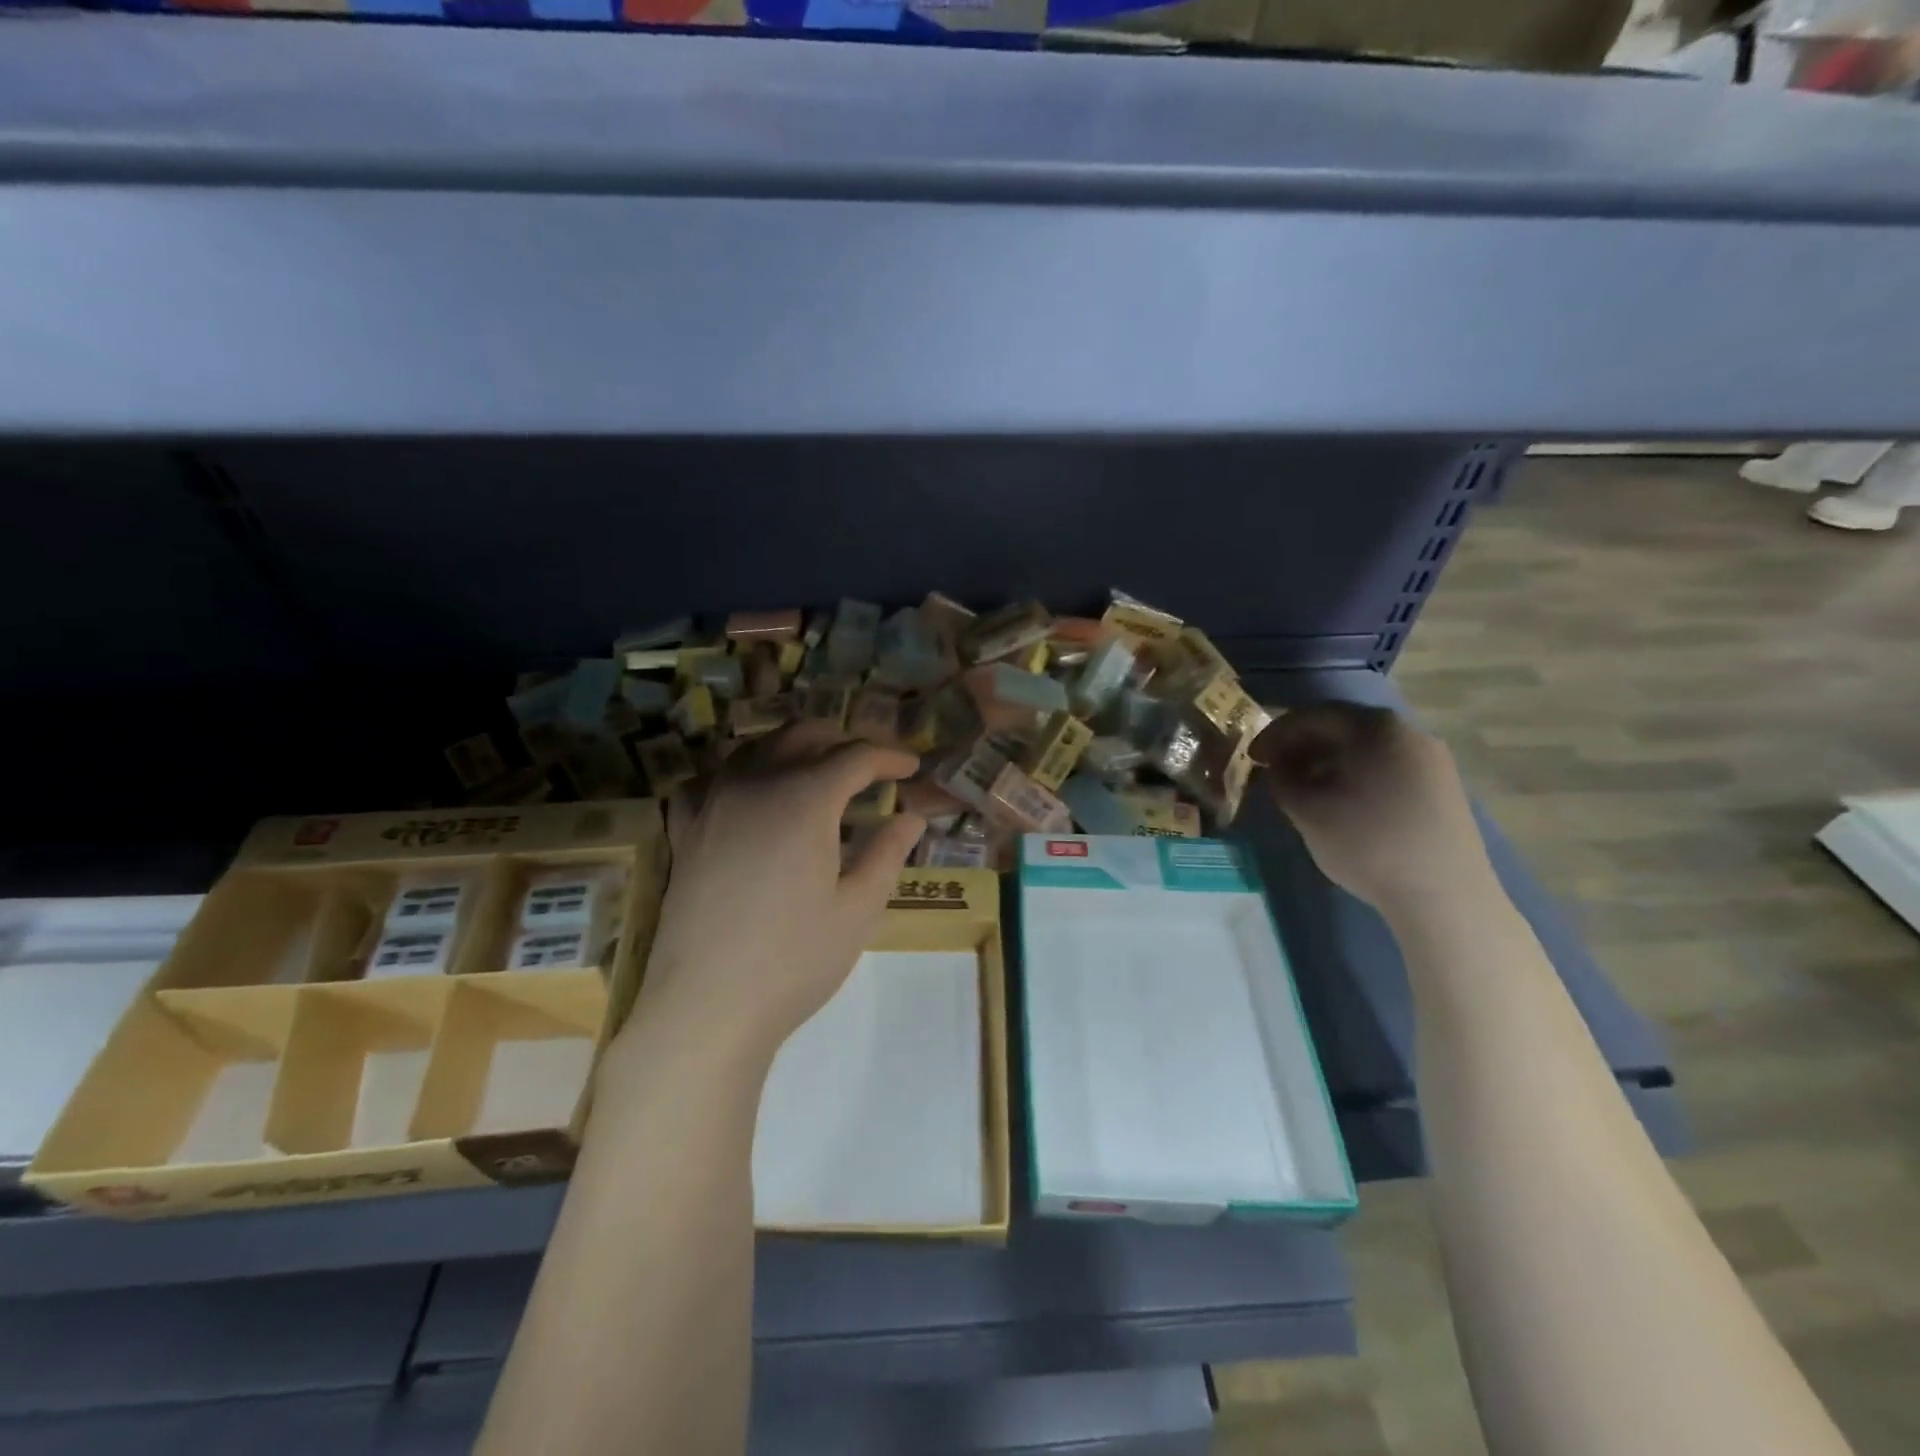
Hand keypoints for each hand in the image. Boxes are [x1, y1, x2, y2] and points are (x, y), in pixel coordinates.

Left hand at [628, 723, 925, 1060]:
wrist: (707, 1007)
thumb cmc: (795, 960)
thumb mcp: (859, 908)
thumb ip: (887, 852)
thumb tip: (911, 817)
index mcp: (804, 799)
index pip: (855, 757)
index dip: (889, 756)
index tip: (912, 767)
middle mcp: (754, 785)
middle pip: (801, 736)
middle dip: (842, 741)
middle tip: (870, 767)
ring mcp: (712, 805)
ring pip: (754, 748)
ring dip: (792, 749)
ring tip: (816, 773)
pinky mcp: (684, 832)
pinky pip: (708, 781)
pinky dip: (737, 775)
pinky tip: (749, 796)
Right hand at [1251, 702, 1497, 922]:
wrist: (1443, 895)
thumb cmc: (1366, 842)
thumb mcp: (1306, 810)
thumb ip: (1281, 779)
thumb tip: (1276, 767)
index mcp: (1375, 727)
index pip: (1313, 715)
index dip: (1276, 734)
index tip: (1253, 757)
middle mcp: (1409, 732)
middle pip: (1343, 728)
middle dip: (1302, 747)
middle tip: (1274, 771)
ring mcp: (1432, 761)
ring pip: (1366, 750)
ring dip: (1327, 763)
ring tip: (1303, 790)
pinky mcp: (1442, 789)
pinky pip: (1387, 768)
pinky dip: (1355, 777)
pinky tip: (1341, 804)